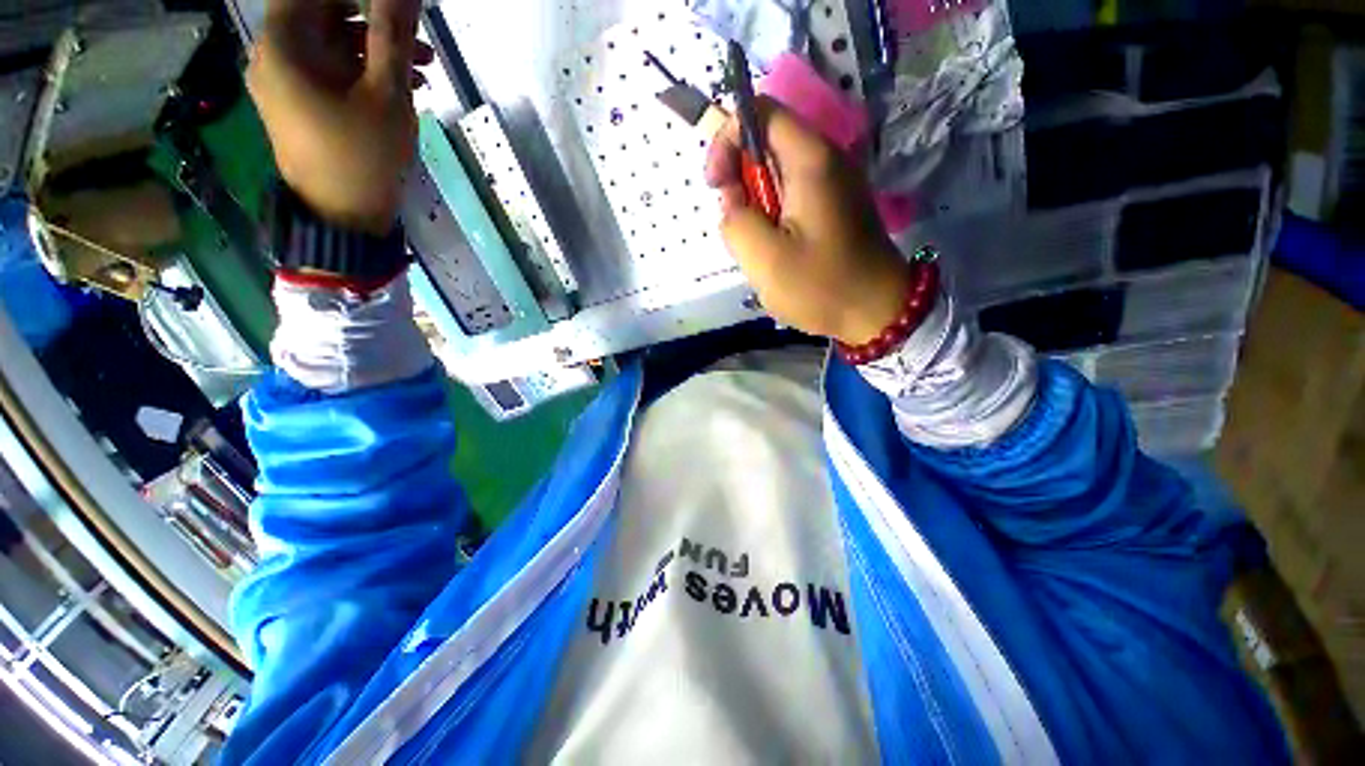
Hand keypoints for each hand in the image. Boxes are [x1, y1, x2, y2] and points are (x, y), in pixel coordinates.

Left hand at [247, 0, 431, 233]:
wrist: (345, 220)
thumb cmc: (364, 158)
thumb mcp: (386, 94)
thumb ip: (393, 34)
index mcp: (284, 44)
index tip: (396, 10)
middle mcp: (274, 55)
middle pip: (323, 14)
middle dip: (375, 20)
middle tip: (421, 41)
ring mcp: (284, 83)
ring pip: (331, 45)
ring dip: (376, 49)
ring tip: (423, 70)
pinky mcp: (297, 105)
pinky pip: (329, 72)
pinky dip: (363, 72)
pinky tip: (400, 88)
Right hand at [705, 98, 910, 345]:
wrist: (876, 314)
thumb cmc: (821, 286)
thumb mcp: (764, 259)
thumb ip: (735, 220)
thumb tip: (733, 202)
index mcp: (810, 160)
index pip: (760, 112)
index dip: (727, 140)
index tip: (717, 186)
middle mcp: (825, 161)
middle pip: (766, 145)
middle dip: (739, 181)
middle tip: (739, 228)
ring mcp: (832, 185)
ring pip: (775, 177)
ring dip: (754, 206)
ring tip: (759, 247)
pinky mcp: (833, 208)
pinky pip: (790, 198)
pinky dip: (772, 218)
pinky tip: (776, 251)